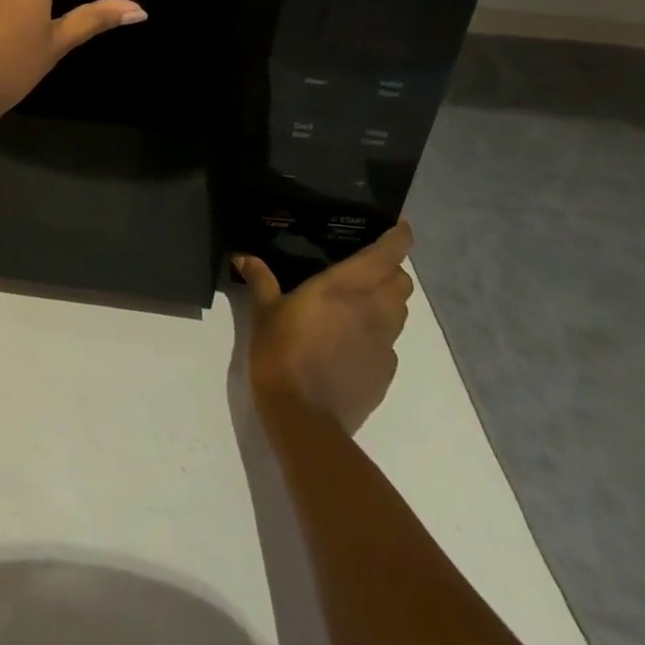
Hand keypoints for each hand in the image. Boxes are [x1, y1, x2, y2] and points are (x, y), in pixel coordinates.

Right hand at [236, 222, 414, 435]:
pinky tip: (352, 340)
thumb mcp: (264, 312)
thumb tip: (243, 256)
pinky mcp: (385, 373)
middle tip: (369, 266)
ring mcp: (383, 344)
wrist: (304, 418)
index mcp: (344, 288)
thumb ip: (260, 280)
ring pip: (401, 312)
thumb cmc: (281, 352)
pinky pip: (390, 343)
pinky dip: (379, 333)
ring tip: (362, 300)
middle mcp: (372, 311)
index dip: (399, 238)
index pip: (386, 256)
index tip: (401, 226)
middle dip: (392, 270)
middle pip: (402, 283)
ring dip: (389, 300)